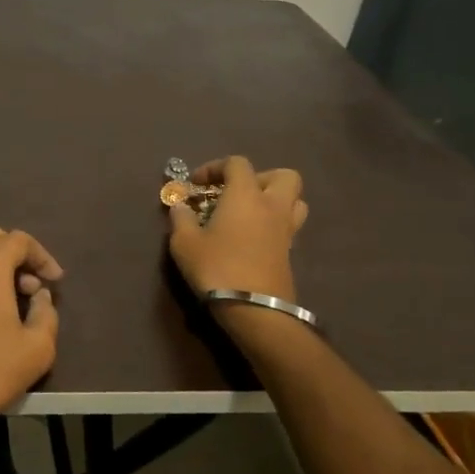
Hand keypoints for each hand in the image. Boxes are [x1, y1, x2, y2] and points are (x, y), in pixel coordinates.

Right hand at [166, 157, 307, 307]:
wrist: (254, 310)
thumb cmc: (216, 268)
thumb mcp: (184, 242)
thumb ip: (181, 218)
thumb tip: (179, 206)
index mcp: (246, 195)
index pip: (237, 163)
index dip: (215, 167)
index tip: (197, 184)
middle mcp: (272, 206)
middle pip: (283, 176)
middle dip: (260, 178)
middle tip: (236, 193)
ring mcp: (286, 230)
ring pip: (294, 201)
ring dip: (274, 200)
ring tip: (248, 214)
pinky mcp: (290, 253)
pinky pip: (287, 226)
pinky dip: (272, 225)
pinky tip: (250, 239)